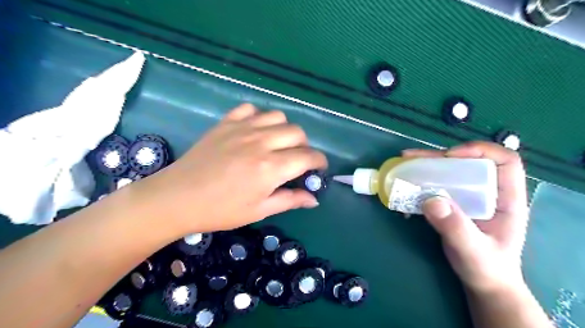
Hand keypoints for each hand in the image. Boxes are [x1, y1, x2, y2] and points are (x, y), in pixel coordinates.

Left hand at [140, 102, 327, 233]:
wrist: (178, 198)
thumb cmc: (220, 210)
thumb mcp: (259, 211)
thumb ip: (290, 200)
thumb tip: (314, 199)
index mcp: (271, 167)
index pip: (308, 157)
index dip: (319, 162)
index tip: (318, 169)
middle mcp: (261, 142)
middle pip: (297, 133)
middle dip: (304, 146)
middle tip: (296, 160)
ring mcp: (242, 129)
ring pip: (278, 117)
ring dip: (284, 130)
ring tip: (277, 144)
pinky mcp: (226, 123)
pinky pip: (251, 109)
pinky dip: (259, 118)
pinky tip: (255, 131)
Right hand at [405, 142, 527, 293]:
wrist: (482, 282)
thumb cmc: (487, 268)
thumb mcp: (473, 251)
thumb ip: (455, 227)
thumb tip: (430, 199)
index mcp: (506, 198)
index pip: (504, 161)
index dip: (480, 151)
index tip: (450, 157)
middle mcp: (488, 192)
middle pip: (468, 162)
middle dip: (439, 156)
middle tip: (412, 158)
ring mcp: (469, 197)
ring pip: (449, 171)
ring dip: (426, 166)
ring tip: (404, 164)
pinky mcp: (453, 203)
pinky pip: (437, 185)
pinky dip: (421, 181)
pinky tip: (406, 184)